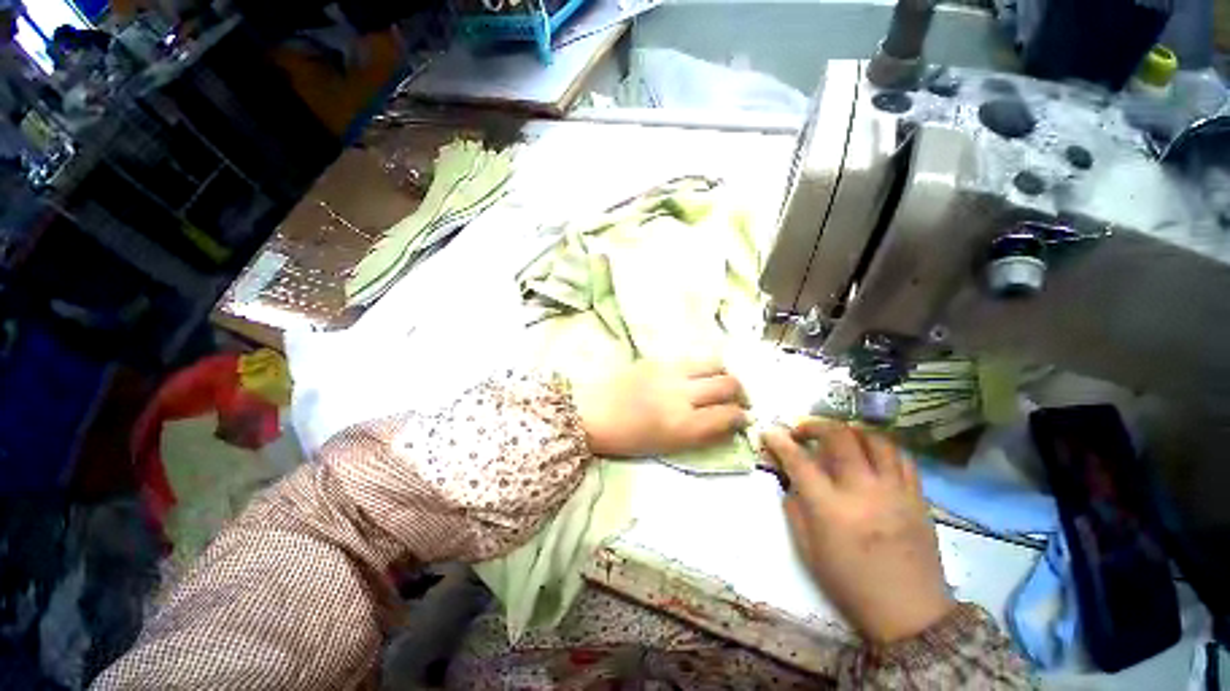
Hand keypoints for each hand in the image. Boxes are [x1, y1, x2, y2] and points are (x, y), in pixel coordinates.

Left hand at [572, 359, 748, 457]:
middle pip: (728, 384)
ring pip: (714, 363)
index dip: (742, 417)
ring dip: (724, 374)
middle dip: (741, 393)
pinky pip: (691, 359)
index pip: (728, 415)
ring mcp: (670, 371)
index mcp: (682, 425)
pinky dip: (702, 368)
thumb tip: (727, 422)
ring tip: (721, 383)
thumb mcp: (667, 446)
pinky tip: (697, 375)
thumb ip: (701, 433)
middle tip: (738, 399)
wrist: (591, 413)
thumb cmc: (627, 439)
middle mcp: (682, 394)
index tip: (743, 418)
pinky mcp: (658, 359)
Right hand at [762, 420, 953, 643]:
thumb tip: (790, 478)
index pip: (799, 460)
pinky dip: (881, 447)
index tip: (769, 432)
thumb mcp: (808, 550)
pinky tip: (870, 454)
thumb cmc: (850, 584)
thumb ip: (794, 507)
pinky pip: (901, 457)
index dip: (779, 441)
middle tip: (803, 433)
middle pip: (839, 436)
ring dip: (850, 431)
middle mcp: (864, 491)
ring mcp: (895, 491)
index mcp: (831, 509)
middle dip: (814, 425)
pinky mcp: (917, 497)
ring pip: (874, 438)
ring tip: (838, 438)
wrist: (909, 614)